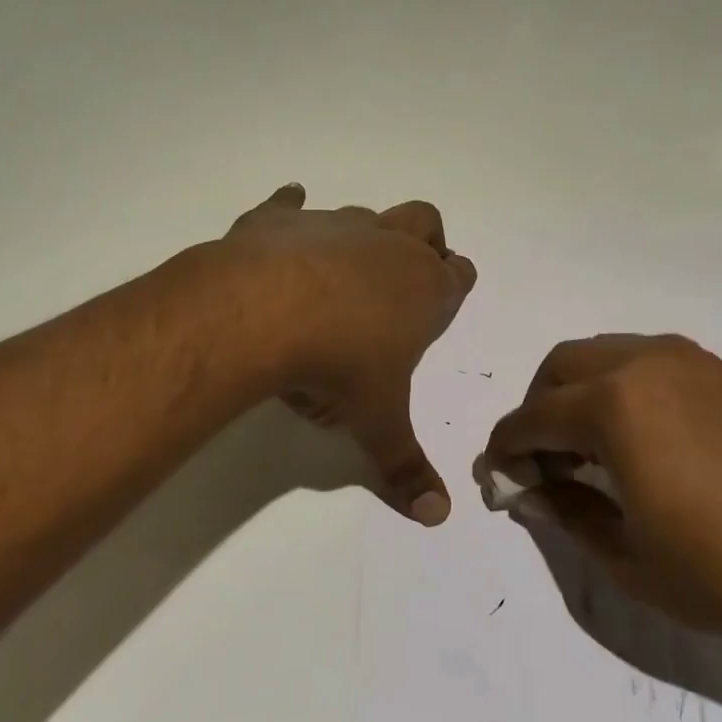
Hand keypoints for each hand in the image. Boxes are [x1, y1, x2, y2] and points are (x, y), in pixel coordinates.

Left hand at [224, 184, 476, 525]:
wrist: (263, 313)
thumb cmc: (338, 367)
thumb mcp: (375, 424)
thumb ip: (407, 469)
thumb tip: (437, 517)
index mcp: (423, 288)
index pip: (459, 275)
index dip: (456, 283)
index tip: (447, 296)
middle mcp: (387, 247)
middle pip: (425, 222)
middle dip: (426, 241)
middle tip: (405, 274)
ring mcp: (336, 226)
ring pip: (366, 215)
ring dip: (362, 236)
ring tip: (337, 273)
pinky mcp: (282, 219)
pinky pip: (291, 204)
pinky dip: (291, 210)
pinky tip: (287, 213)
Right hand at [480, 334, 721, 649]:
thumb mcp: (629, 559)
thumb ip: (566, 514)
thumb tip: (528, 491)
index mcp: (613, 406)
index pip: (530, 419)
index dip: (506, 452)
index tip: (501, 483)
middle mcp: (641, 364)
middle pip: (558, 369)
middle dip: (535, 412)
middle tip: (543, 466)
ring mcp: (683, 360)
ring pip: (599, 356)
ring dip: (574, 394)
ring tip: (587, 453)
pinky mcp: (715, 369)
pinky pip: (639, 361)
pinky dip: (615, 388)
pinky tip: (634, 439)